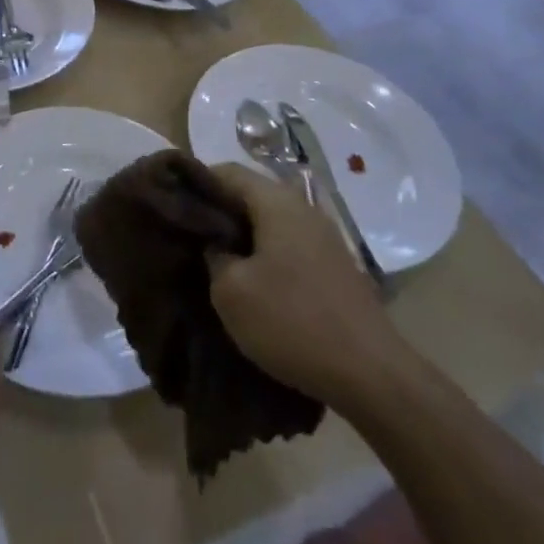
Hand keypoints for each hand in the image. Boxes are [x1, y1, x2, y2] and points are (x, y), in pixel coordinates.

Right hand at [206, 161, 403, 408]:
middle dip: (218, 212)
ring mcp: (322, 236)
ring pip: (268, 221)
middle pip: (249, 194)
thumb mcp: (231, 291)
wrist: (370, 373)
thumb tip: (214, 243)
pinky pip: (287, 244)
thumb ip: (213, 254)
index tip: (173, 207)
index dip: (196, 184)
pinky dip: (264, 254)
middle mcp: (302, 207)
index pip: (226, 171)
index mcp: (276, 201)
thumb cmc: (292, 322)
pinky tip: (251, 282)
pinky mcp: (333, 265)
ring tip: (214, 261)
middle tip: (189, 237)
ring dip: (241, 236)